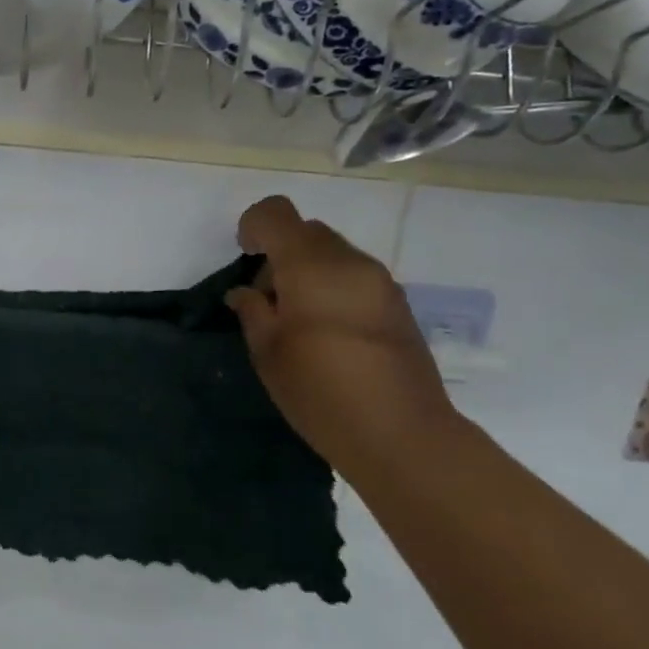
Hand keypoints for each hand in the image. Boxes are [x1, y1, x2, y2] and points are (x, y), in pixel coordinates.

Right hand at [226, 195, 453, 461]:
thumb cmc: (321, 392)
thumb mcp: (268, 353)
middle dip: (281, 253)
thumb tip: (246, 292)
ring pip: (334, 253)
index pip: (276, 213)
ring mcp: (380, 281)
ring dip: (309, 272)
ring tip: (301, 322)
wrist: (402, 435)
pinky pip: (355, 276)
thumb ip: (253, 311)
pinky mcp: (398, 304)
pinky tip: (331, 335)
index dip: (253, 226)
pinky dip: (334, 288)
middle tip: (271, 301)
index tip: (245, 258)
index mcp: (310, 266)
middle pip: (307, 231)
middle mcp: (349, 261)